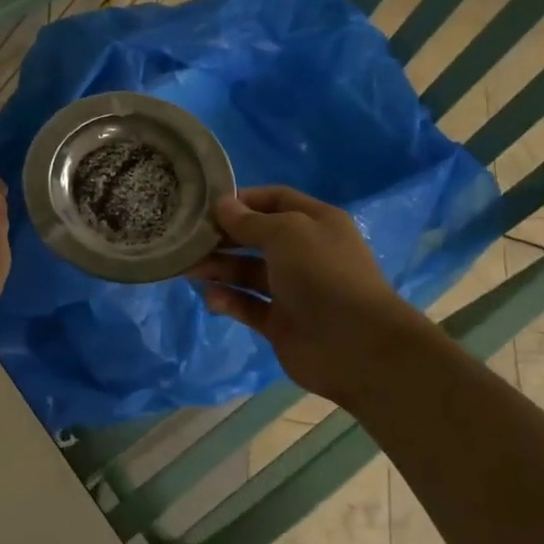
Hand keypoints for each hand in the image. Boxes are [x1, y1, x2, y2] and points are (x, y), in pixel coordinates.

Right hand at [191, 186, 426, 403]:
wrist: (355, 344)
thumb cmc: (322, 274)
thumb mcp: (286, 233)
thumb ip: (250, 221)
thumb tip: (222, 205)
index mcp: (315, 222)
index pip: (275, 200)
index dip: (244, 199)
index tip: (207, 204)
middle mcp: (304, 253)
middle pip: (256, 237)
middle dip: (224, 236)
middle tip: (189, 238)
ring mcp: (292, 289)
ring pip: (248, 272)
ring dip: (219, 268)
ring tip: (189, 269)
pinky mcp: (280, 322)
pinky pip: (248, 304)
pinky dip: (229, 299)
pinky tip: (210, 297)